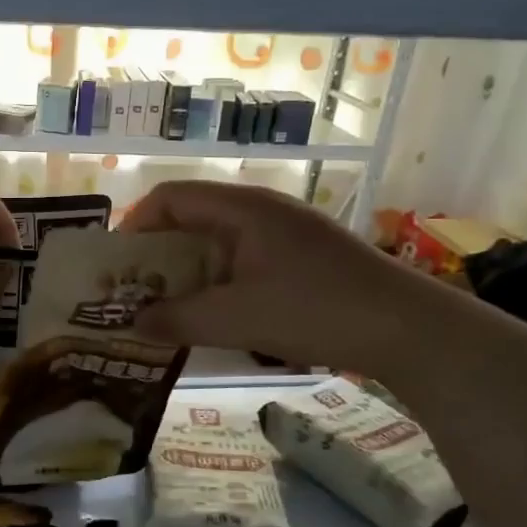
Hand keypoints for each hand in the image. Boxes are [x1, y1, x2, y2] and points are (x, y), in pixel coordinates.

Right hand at [119, 181, 456, 376]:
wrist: (409, 328)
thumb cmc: (316, 310)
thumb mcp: (236, 319)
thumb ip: (177, 320)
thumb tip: (133, 325)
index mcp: (241, 209)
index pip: (169, 198)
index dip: (134, 226)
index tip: (117, 267)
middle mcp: (260, 210)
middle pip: (190, 218)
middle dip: (156, 255)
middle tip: (135, 293)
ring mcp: (284, 232)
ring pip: (216, 242)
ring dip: (186, 273)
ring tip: (168, 309)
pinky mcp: (301, 256)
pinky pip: (241, 259)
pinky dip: (216, 282)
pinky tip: (215, 315)